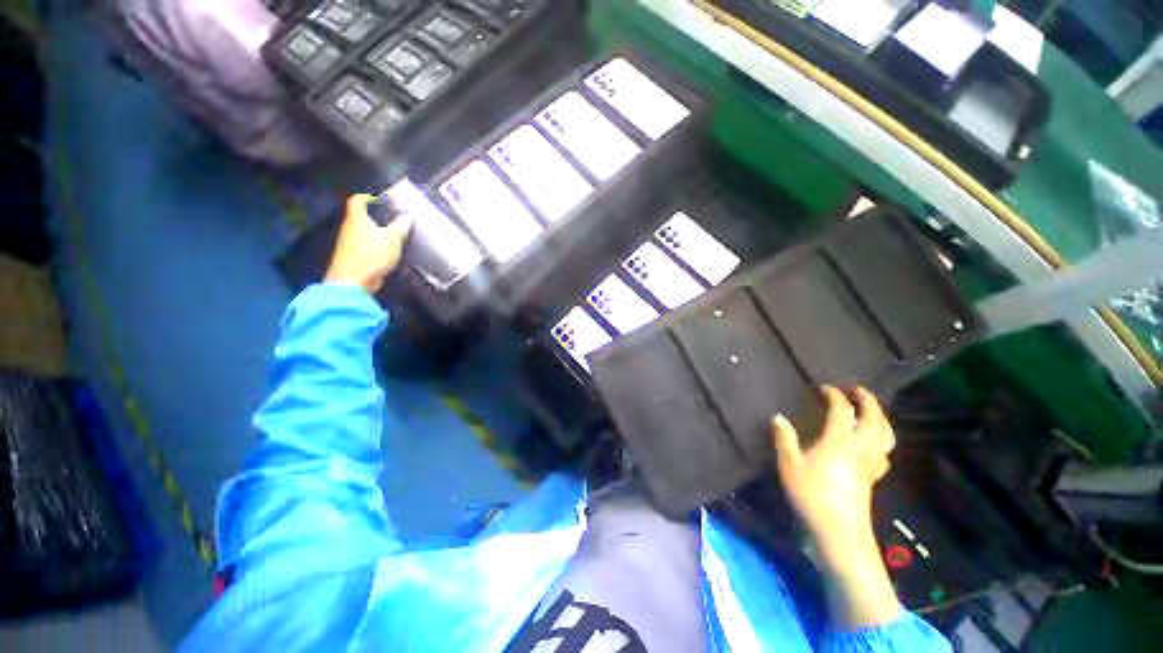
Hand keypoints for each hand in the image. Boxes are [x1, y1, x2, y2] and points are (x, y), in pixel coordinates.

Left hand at [324, 194, 412, 294]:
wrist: (352, 281)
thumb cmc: (372, 254)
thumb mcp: (392, 238)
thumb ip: (400, 226)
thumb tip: (406, 216)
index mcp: (357, 218)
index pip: (358, 200)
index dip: (367, 197)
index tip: (380, 199)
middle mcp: (350, 227)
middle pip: (360, 216)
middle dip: (375, 216)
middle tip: (392, 218)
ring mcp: (349, 243)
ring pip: (363, 231)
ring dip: (375, 232)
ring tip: (393, 234)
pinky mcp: (352, 257)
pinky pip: (365, 245)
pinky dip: (374, 244)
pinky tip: (387, 250)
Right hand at [771, 386, 900, 629]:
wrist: (840, 531)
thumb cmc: (812, 494)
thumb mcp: (790, 464)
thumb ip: (785, 439)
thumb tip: (778, 417)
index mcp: (839, 441)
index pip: (842, 410)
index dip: (835, 395)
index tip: (824, 388)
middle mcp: (860, 447)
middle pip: (873, 418)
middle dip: (867, 400)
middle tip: (857, 389)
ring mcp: (871, 463)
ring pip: (885, 435)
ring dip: (880, 417)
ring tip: (871, 409)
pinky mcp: (874, 477)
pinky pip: (885, 451)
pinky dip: (882, 438)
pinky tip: (874, 442)